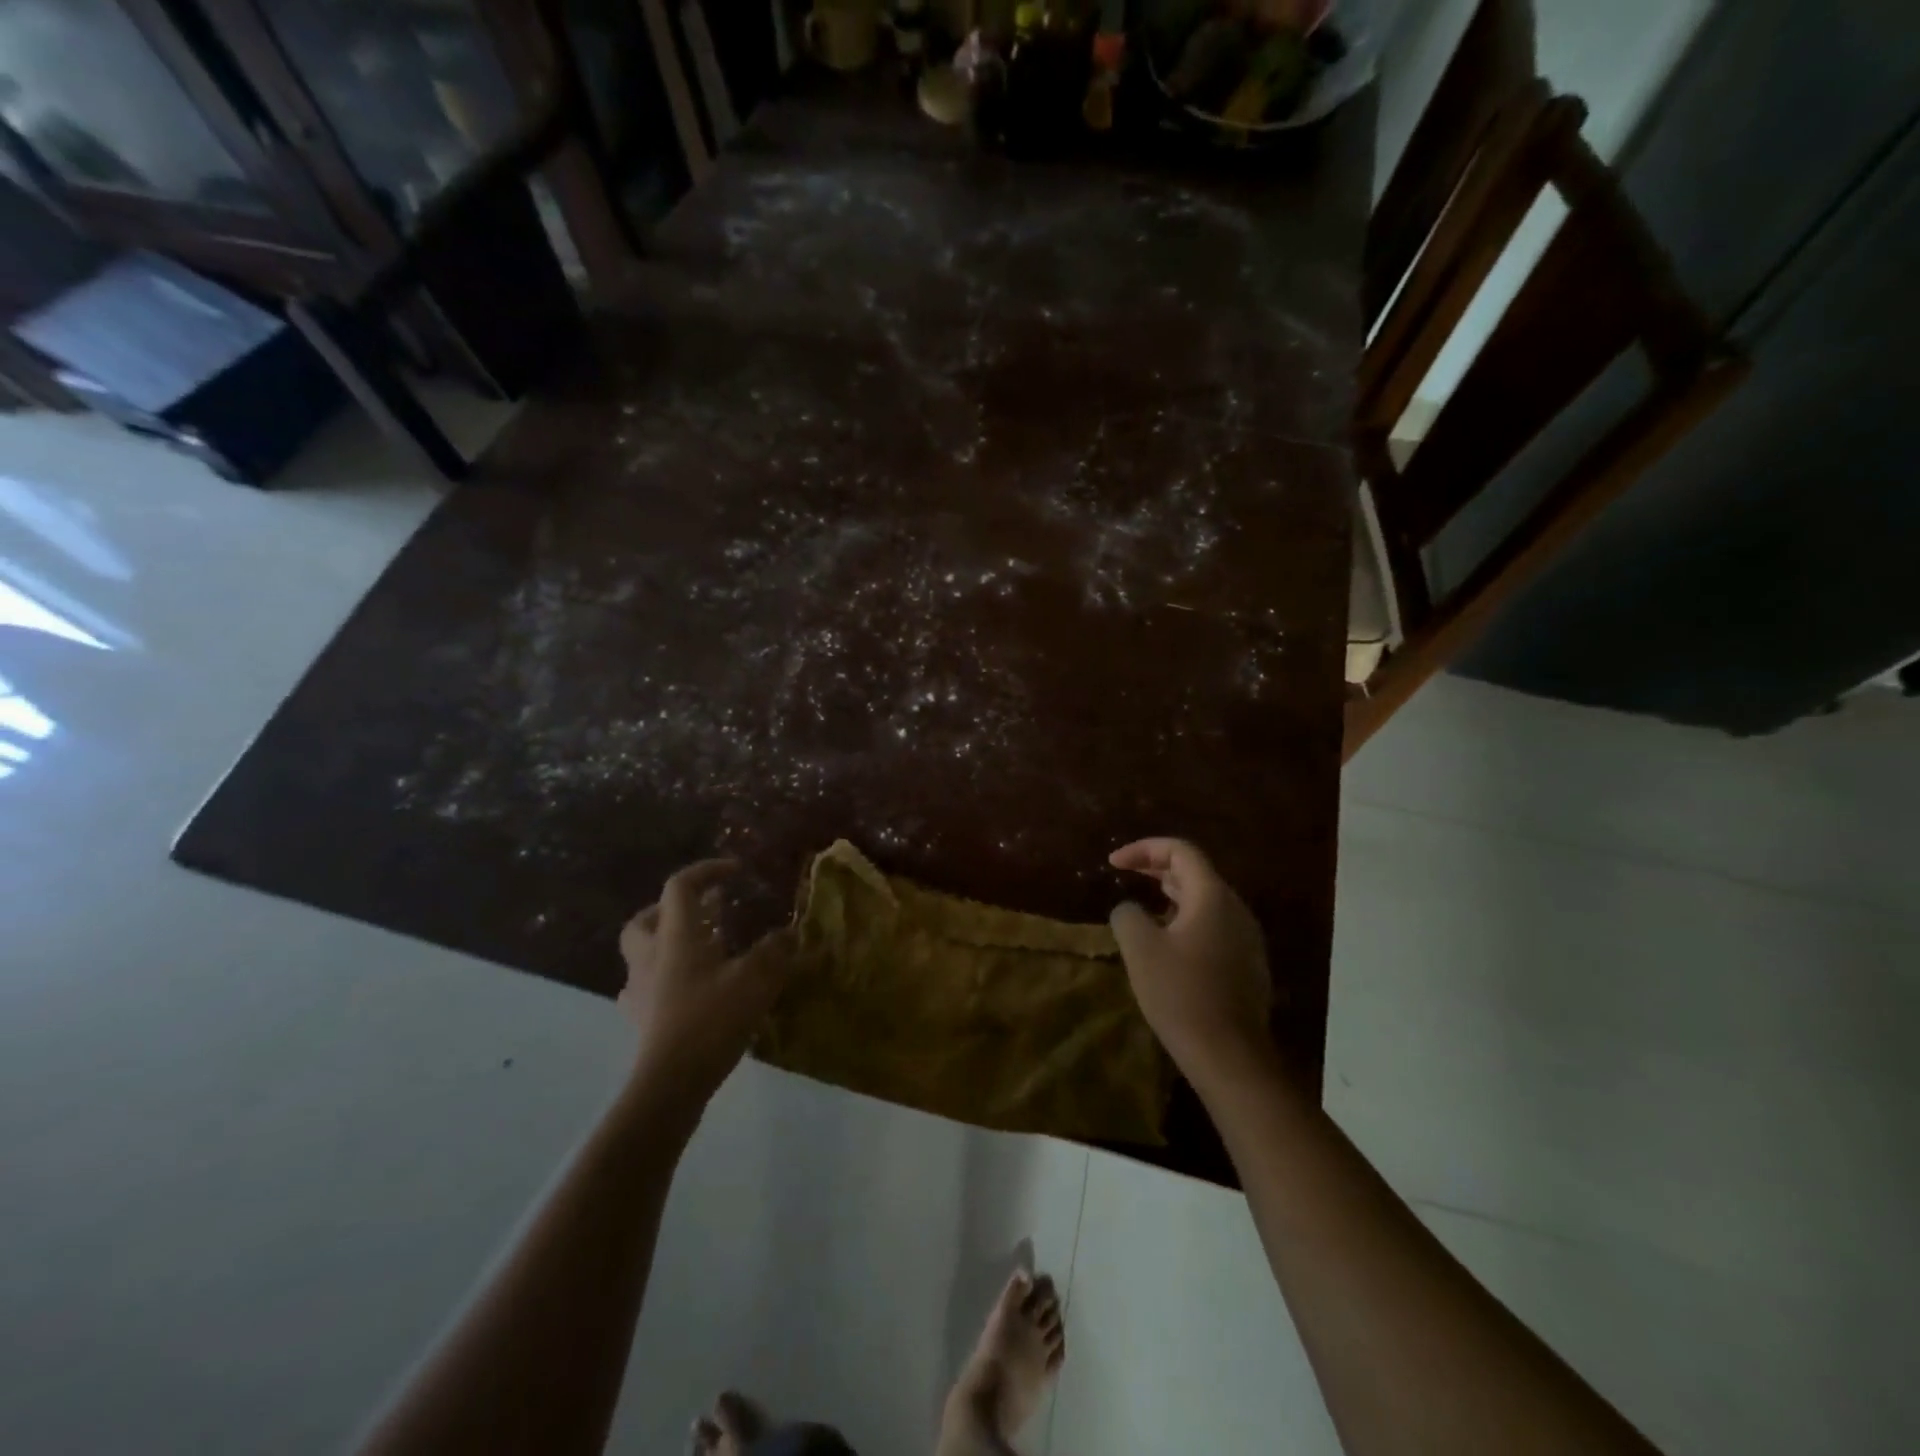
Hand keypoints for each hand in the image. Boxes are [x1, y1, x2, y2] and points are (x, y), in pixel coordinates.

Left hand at [617, 859, 793, 1107]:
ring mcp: (639, 989)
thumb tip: (791, 932)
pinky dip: (663, 979)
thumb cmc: (712, 1020)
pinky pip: (644, 987)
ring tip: (700, 950)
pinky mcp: (639, 1019)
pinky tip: (685, 990)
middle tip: (703, 912)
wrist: (670, 1082)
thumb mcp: (756, 980)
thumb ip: (775, 951)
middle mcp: (650, 955)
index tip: (735, 871)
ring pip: (643, 951)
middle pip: (647, 917)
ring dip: (667, 942)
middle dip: (672, 907)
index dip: (707, 870)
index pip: (681, 887)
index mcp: (676, 936)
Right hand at [1108, 838, 1275, 1090]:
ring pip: (1205, 901)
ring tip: (1142, 908)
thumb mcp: (1140, 948)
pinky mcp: (1247, 965)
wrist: (1229, 1056)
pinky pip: (1213, 926)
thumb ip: (1128, 915)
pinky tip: (1166, 944)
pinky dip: (1185, 920)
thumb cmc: (1181, 994)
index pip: (1180, 851)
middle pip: (1195, 873)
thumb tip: (1130, 910)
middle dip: (1156, 869)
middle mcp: (1236, 910)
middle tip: (1124, 874)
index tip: (1114, 863)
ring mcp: (1246, 938)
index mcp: (1213, 897)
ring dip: (1170, 896)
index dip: (1144, 849)